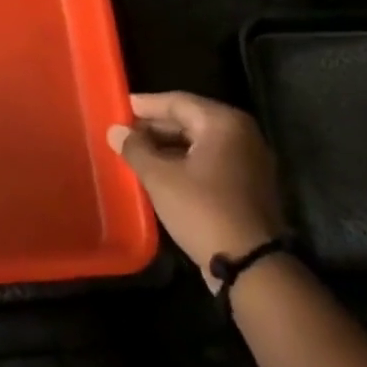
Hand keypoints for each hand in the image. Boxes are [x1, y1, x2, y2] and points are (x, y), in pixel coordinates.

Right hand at [109, 92, 284, 280]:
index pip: (177, 102)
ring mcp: (249, 160)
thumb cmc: (202, 210)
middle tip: (124, 131)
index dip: (146, 105)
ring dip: (168, 146)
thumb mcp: (160, 178)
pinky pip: (211, 161)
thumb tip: (115, 131)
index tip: (119, 107)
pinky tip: (160, 172)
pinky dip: (185, 162)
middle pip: (191, 120)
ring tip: (136, 152)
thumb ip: (135, 149)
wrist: (250, 264)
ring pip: (200, 142)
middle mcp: (242, 134)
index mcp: (223, 123)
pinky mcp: (249, 184)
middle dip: (155, 126)